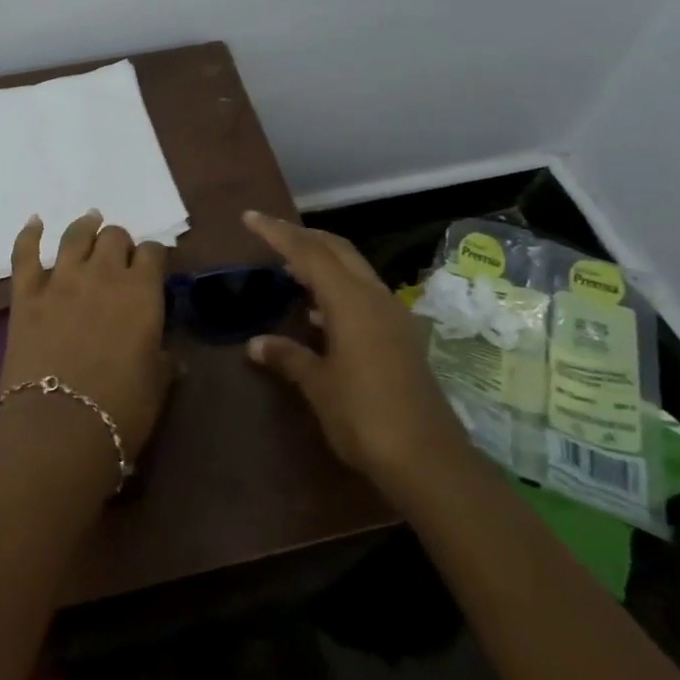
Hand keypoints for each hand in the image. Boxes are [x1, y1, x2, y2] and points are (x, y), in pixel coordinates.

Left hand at [0, 211, 171, 462]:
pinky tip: (35, 222)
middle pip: (114, 237)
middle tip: (118, 258)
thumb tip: (169, 358)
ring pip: (76, 235)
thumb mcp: (156, 386)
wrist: (60, 427)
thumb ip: (163, 362)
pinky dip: (29, 234)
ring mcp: (62, 279)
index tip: (151, 267)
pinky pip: (25, 253)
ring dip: (85, 227)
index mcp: (142, 292)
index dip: (153, 257)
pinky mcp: (26, 293)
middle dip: (120, 243)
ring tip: (89, 222)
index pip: (153, 253)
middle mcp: (104, 274)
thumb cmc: (120, 411)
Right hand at [242, 210, 463, 490]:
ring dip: (322, 261)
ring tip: (290, 268)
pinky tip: (319, 313)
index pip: (307, 252)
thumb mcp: (318, 386)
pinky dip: (337, 287)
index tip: (249, 218)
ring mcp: (392, 315)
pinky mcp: (401, 336)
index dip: (277, 232)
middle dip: (302, 237)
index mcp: (350, 301)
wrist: (430, 461)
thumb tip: (256, 343)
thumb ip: (288, 356)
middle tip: (270, 235)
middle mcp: (374, 297)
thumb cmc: (365, 418)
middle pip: (336, 249)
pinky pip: (363, 293)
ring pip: (353, 268)